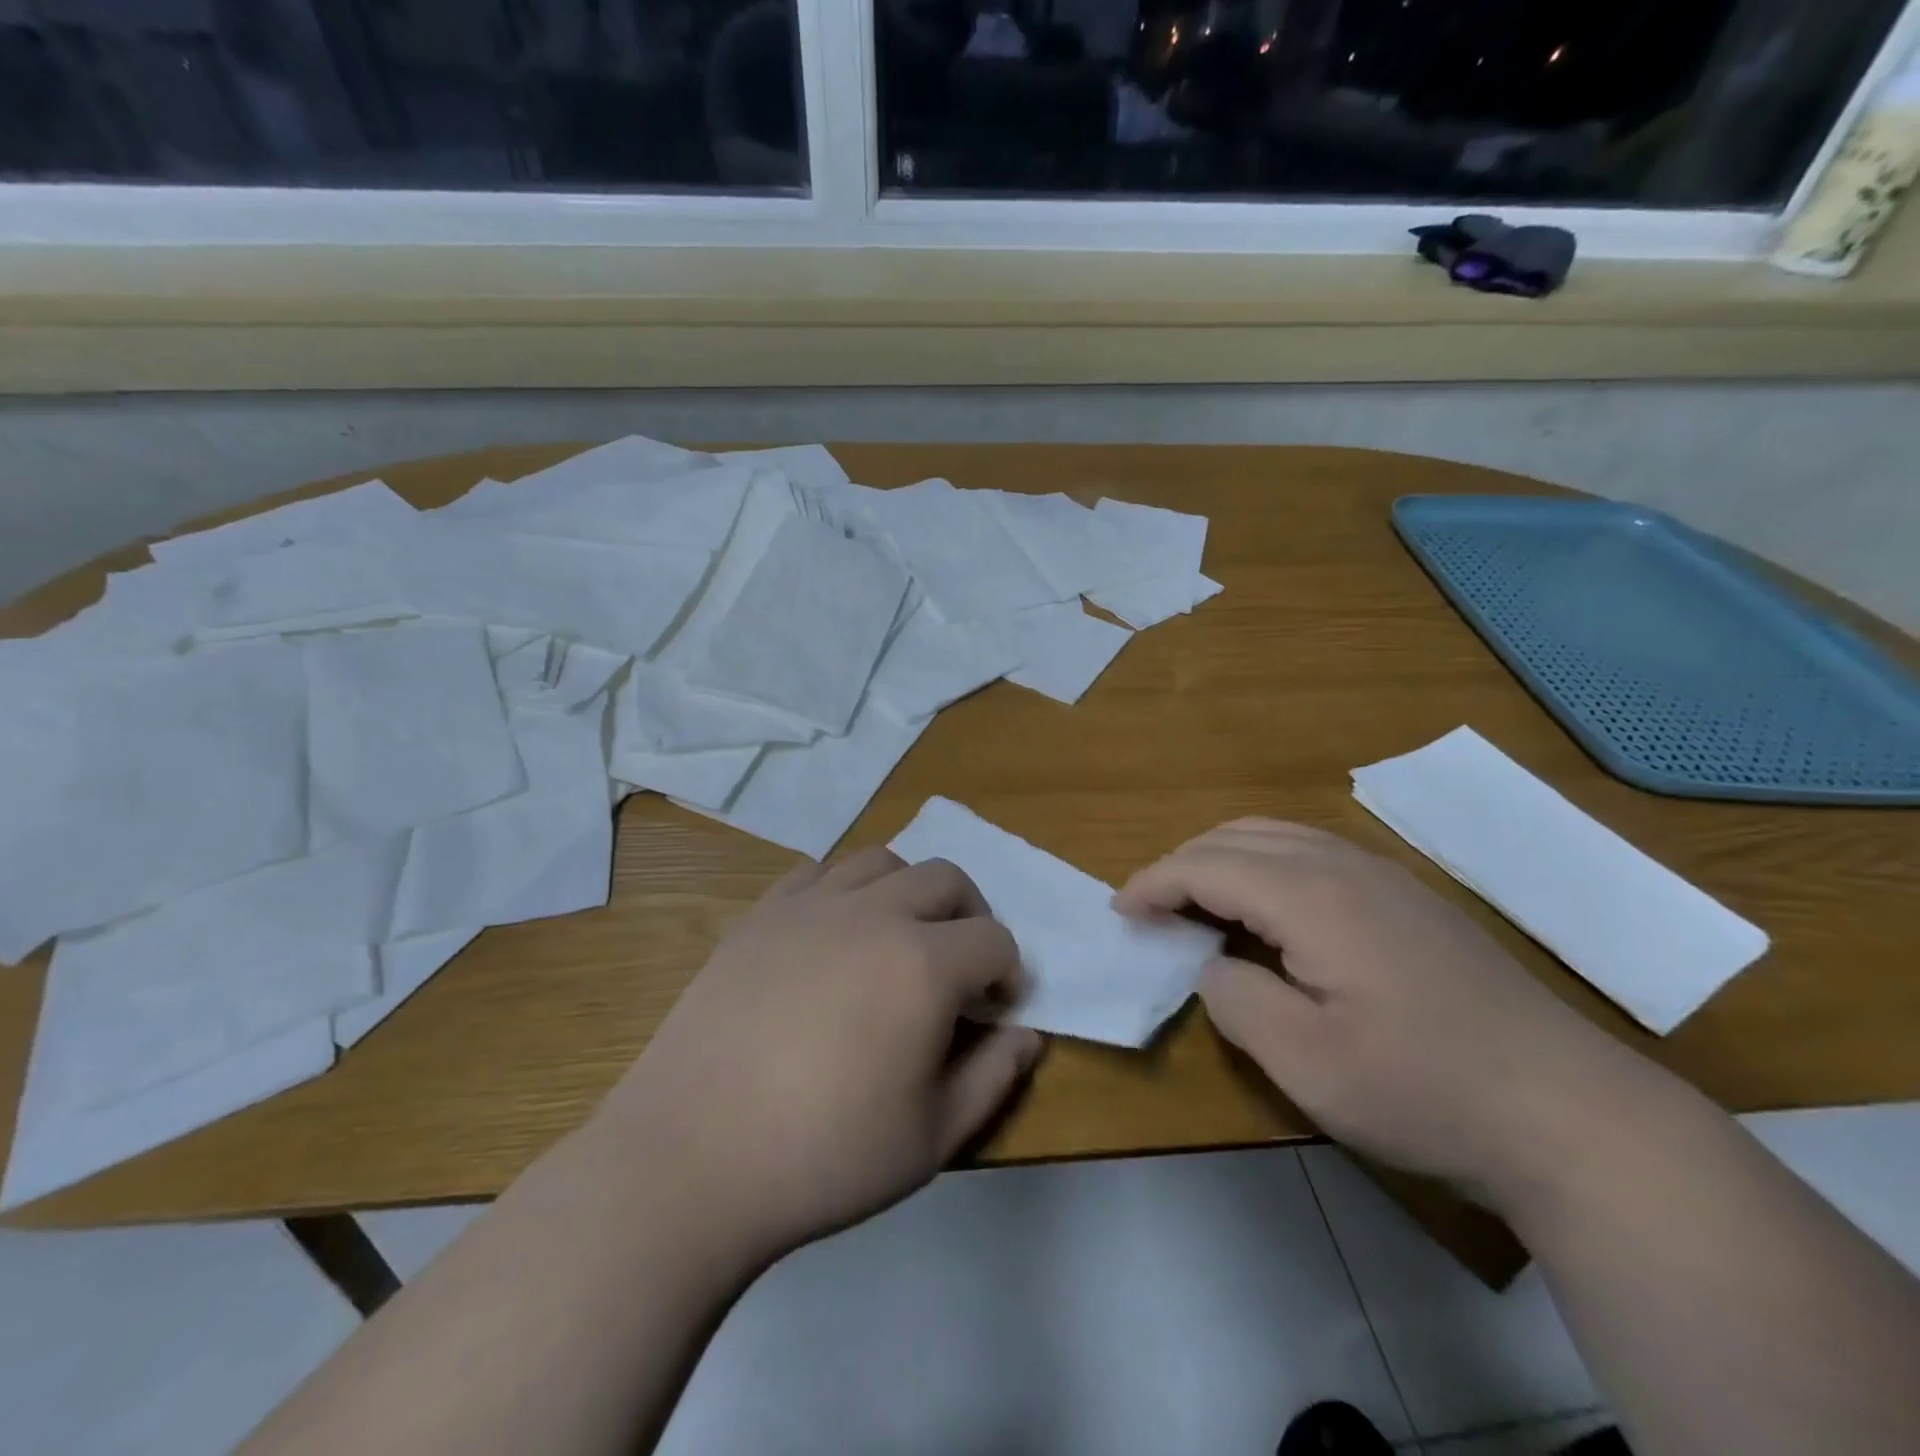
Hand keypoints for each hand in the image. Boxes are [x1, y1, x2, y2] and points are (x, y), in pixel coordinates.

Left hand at [601, 848, 1041, 1263]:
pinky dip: (847, 890)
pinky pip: (820, 872)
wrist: (691, 1159)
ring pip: (883, 861)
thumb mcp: (932, 1137)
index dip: (1007, 974)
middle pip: (946, 878)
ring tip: (899, 940)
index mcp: (923, 964)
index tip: (992, 1012)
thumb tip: (1027, 1034)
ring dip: (909, 891)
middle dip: (969, 916)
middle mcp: (873, 913)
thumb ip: (994, 1076)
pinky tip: (835, 936)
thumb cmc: (824, 1156)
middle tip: (957, 968)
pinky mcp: (762, 913)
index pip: (995, 939)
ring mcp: (811, 904)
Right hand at [1115, 819, 1651, 1210]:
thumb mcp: (1306, 1062)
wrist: (1571, 1113)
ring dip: (1222, 856)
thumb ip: (1235, 1000)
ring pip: (1277, 835)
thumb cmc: (1425, 1090)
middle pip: (1237, 837)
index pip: (1207, 866)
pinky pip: (1312, 850)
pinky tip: (1267, 907)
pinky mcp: (1409, 896)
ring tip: (1195, 900)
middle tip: (1150, 908)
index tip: (1119, 910)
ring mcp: (1384, 875)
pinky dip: (1264, 862)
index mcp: (1313, 897)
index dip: (1154, 883)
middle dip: (1181, 863)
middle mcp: (1344, 865)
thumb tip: (1210, 964)